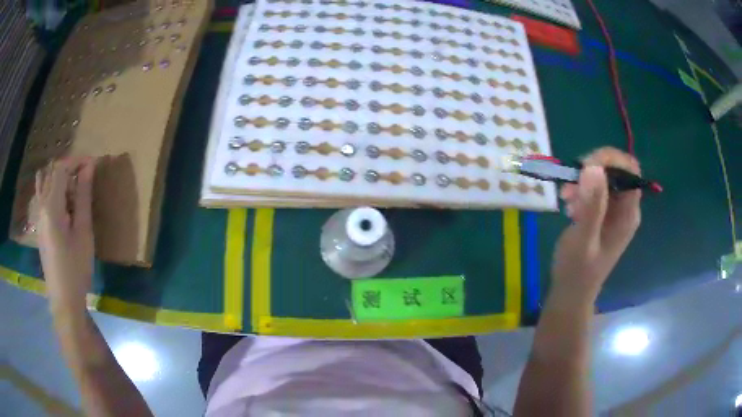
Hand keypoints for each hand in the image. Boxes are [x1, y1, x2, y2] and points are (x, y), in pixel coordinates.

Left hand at [36, 157, 95, 313]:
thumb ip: (83, 197)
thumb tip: (89, 167)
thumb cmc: (76, 268)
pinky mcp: (39, 225)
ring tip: (72, 189)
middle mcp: (41, 205)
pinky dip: (52, 189)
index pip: (61, 168)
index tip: (92, 163)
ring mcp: (38, 216)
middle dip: (69, 168)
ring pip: (44, 181)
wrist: (63, 299)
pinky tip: (63, 204)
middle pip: (52, 172)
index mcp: (51, 206)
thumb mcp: (83, 232)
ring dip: (58, 177)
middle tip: (85, 178)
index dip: (76, 161)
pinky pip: (42, 195)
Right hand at [551, 147, 641, 302]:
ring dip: (584, 179)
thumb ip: (591, 205)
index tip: (584, 166)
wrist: (571, 292)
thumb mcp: (583, 239)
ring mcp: (615, 211)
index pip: (629, 170)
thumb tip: (594, 166)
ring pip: (605, 177)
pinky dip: (581, 189)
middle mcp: (626, 208)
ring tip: (566, 197)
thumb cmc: (577, 270)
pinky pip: (596, 189)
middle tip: (571, 182)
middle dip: (593, 168)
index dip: (610, 159)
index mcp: (628, 213)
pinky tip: (569, 203)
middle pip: (617, 169)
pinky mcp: (604, 214)